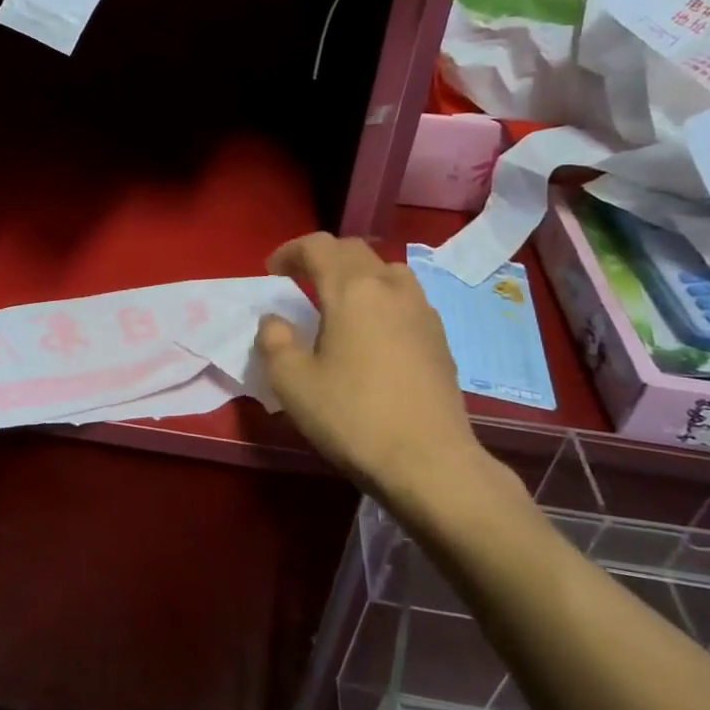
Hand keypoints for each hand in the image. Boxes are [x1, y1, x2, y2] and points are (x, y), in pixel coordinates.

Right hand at [255, 234, 525, 528]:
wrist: (430, 462)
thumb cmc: (353, 416)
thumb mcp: (291, 382)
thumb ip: (274, 341)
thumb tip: (275, 320)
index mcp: (352, 290)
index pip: (319, 247)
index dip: (290, 251)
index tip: (270, 271)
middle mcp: (390, 288)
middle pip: (354, 251)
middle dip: (322, 257)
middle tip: (298, 278)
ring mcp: (422, 312)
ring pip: (387, 270)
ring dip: (357, 274)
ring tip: (338, 300)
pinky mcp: (439, 338)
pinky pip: (405, 298)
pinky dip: (381, 298)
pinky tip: (373, 331)